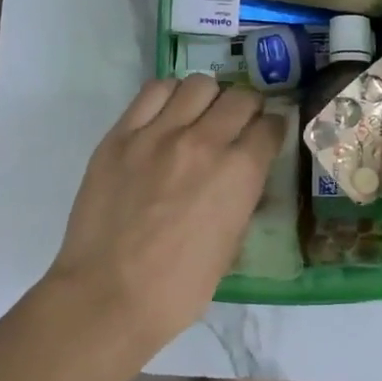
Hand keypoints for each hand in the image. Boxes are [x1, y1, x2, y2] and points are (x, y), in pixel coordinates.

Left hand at [49, 74, 285, 344]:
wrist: (109, 296)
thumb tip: (244, 178)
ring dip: (208, 98)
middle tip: (237, 124)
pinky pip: (152, 92)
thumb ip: (242, 200)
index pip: (270, 126)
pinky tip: (166, 116)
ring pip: (198, 84)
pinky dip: (169, 97)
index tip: (266, 136)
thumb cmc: (179, 287)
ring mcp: (158, 134)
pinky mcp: (121, 135)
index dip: (272, 129)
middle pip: (240, 97)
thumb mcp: (231, 246)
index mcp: (240, 173)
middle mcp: (204, 141)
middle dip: (247, 108)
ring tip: (199, 116)